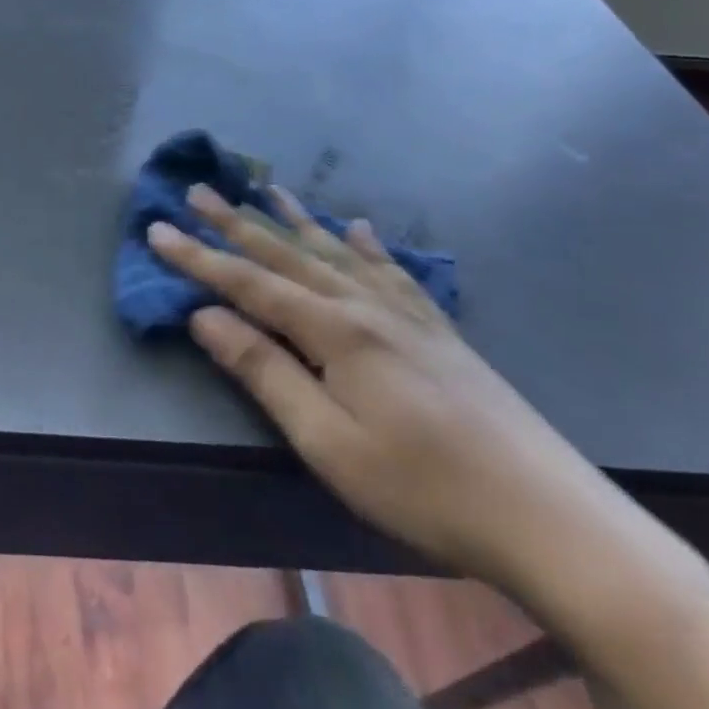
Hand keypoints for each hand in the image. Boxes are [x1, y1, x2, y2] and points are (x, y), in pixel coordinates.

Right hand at [147, 185, 668, 603]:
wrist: (551, 518)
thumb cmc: (423, 487)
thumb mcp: (327, 440)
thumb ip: (264, 370)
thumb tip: (203, 317)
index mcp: (335, 330)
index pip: (248, 283)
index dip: (199, 257)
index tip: (157, 229)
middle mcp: (366, 306)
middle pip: (287, 255)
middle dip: (237, 223)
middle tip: (198, 190)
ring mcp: (407, 314)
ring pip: (335, 253)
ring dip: (293, 221)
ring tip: (266, 190)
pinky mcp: (437, 331)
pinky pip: (390, 270)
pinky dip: (365, 245)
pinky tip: (356, 228)